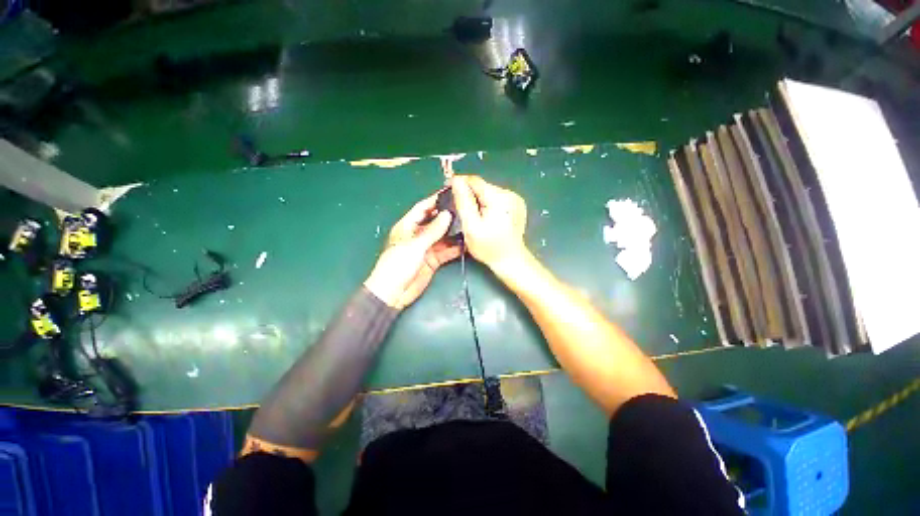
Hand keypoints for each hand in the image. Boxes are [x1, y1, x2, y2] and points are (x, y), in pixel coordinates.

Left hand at [364, 194, 461, 308]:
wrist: (393, 293)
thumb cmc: (398, 265)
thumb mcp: (415, 246)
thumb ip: (432, 231)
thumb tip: (447, 215)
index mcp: (408, 226)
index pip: (423, 209)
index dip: (435, 201)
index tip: (450, 193)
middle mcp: (418, 235)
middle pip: (435, 222)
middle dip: (449, 216)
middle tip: (466, 209)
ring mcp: (427, 248)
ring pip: (443, 237)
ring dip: (455, 233)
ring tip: (470, 225)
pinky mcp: (433, 260)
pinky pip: (447, 251)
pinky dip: (456, 248)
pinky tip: (467, 244)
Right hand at [451, 175, 527, 271]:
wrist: (511, 260)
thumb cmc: (489, 248)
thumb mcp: (471, 227)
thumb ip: (464, 202)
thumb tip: (456, 181)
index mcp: (498, 198)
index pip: (474, 180)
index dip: (459, 183)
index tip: (448, 190)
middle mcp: (510, 194)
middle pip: (482, 186)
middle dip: (469, 194)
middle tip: (460, 208)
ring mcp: (515, 199)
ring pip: (489, 192)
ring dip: (479, 199)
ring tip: (474, 215)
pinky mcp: (517, 205)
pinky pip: (497, 198)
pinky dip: (488, 204)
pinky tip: (487, 217)